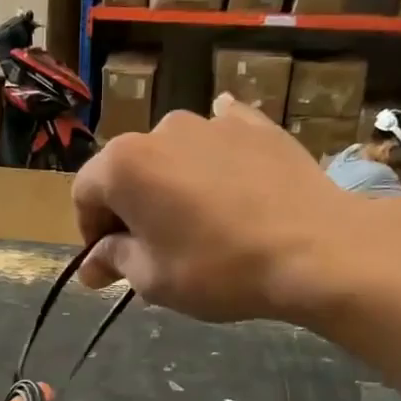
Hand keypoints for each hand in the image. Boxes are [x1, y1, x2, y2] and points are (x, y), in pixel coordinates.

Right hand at [71, 97, 400, 325]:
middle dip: (130, 208)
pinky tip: (226, 180)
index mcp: (124, 164)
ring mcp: (212, 121)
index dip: (90, 231)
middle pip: (128, 170)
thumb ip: (114, 260)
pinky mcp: (256, 124)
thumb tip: (91, 265)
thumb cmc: (218, 268)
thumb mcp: (153, 279)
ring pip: (173, 155)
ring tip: (198, 223)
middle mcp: (161, 129)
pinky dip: (212, 160)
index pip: (85, 192)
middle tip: (152, 249)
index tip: (110, 262)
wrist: (315, 249)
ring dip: (171, 185)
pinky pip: (219, 138)